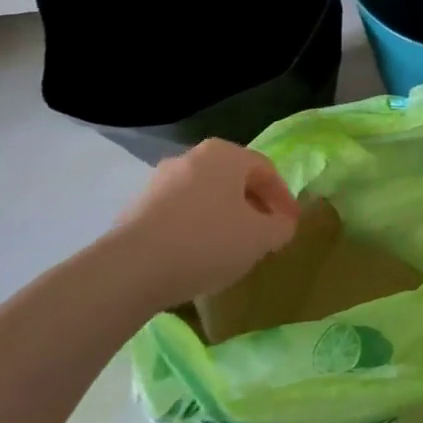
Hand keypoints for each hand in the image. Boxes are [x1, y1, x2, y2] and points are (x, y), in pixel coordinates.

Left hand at [111, 139, 299, 304]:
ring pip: (204, 196)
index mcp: (225, 154)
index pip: (266, 170)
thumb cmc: (208, 241)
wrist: (132, 268)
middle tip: (264, 234)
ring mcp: (159, 181)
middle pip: (233, 180)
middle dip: (253, 206)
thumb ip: (281, 227)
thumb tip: (282, 224)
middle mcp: (191, 158)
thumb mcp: (260, 238)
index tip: (290, 225)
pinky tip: (198, 256)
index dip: (284, 198)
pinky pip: (178, 214)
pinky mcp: (136, 208)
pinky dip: (195, 229)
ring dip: (223, 217)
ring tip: (231, 248)